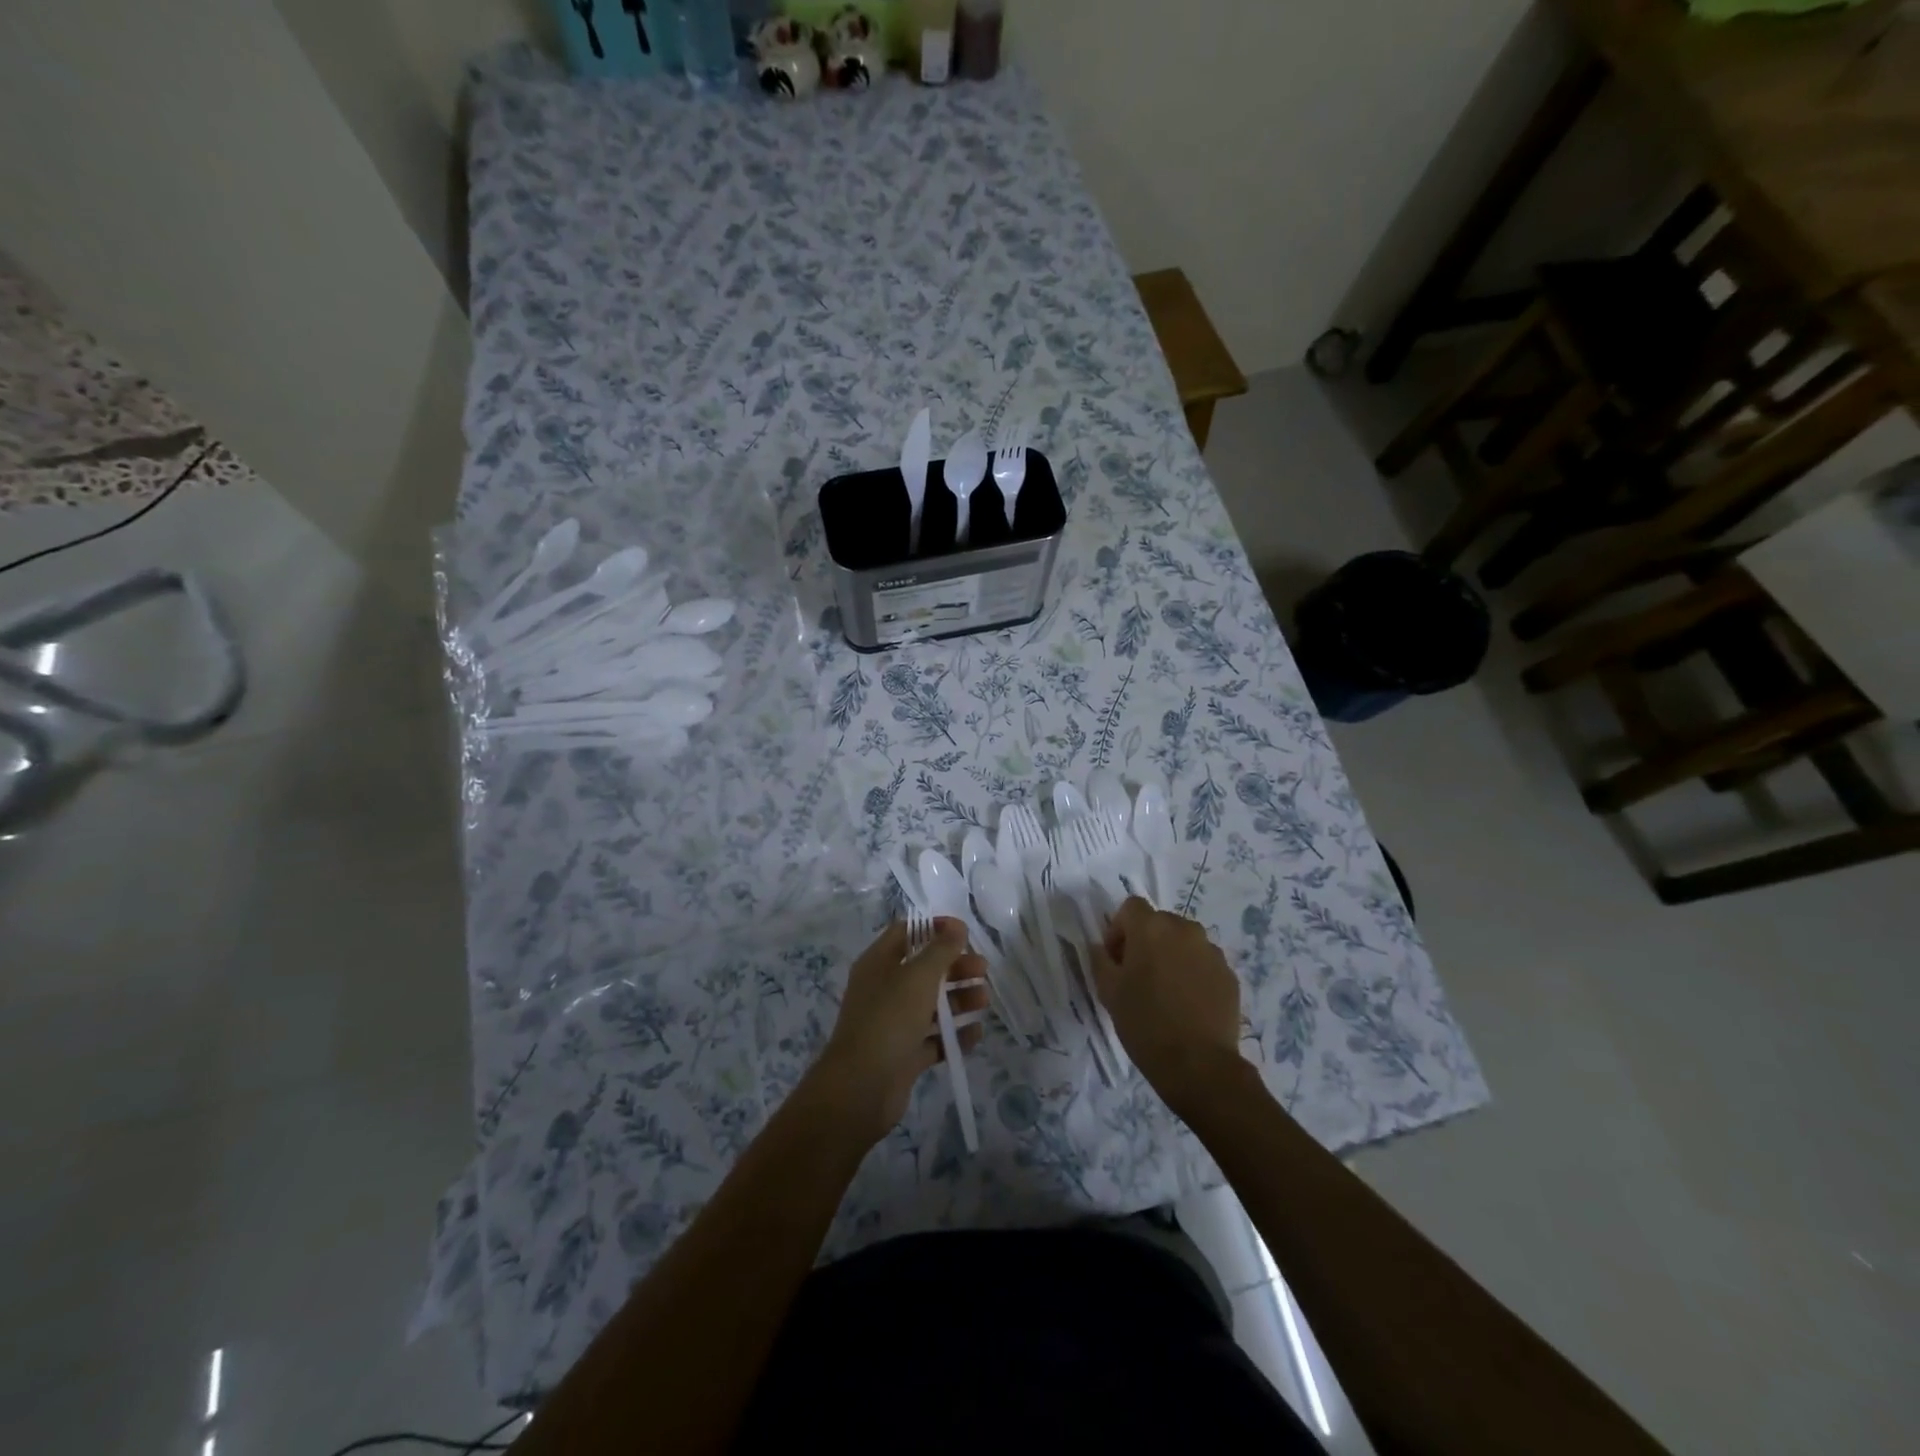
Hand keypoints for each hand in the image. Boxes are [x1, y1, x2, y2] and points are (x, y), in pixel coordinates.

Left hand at [811, 918, 988, 1142]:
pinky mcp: (904, 1054)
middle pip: (924, 969)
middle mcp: (885, 989)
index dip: (934, 928)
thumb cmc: (888, 1020)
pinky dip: (954, 1034)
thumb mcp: (918, 977)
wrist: (860, 1089)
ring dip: (959, 999)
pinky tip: (976, 1033)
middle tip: (983, 970)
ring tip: (984, 1001)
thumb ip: (941, 950)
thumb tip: (957, 926)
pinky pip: (934, 1039)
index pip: (906, 933)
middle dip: (955, 967)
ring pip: (931, 1004)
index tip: (964, 932)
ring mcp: (894, 1023)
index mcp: (879, 963)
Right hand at [1090, 898, 1245, 1115]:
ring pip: (1184, 941)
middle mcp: (1184, 929)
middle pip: (1160, 922)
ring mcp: (1211, 951)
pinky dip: (1193, 973)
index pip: (1131, 907)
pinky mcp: (1229, 974)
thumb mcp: (1108, 991)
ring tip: (1166, 991)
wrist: (1199, 1065)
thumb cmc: (1145, 1023)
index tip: (1117, 959)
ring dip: (1172, 955)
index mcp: (1151, 928)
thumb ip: (1101, 959)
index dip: (1119, 928)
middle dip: (1146, 941)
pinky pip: (1204, 962)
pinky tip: (1188, 1004)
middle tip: (1139, 976)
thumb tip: (1102, 948)